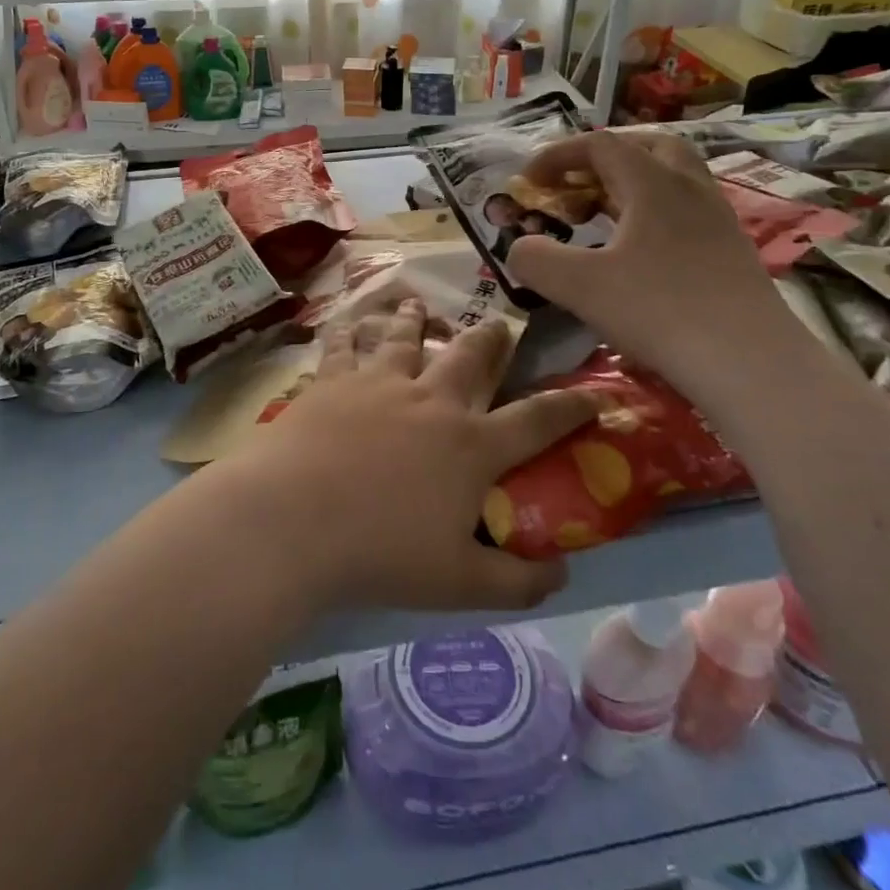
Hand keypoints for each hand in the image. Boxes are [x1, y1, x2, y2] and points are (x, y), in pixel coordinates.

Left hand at [214, 298, 597, 615]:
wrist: (294, 519)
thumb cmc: (381, 553)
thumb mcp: (460, 585)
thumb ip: (517, 582)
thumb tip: (561, 574)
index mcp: (471, 445)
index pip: (538, 419)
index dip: (572, 406)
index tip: (595, 393)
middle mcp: (431, 400)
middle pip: (469, 356)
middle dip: (491, 339)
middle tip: (498, 325)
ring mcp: (379, 383)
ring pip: (404, 337)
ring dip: (415, 319)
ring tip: (418, 304)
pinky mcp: (333, 380)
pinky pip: (344, 345)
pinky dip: (349, 330)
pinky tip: (347, 321)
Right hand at [506, 130, 792, 398]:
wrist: (749, 362)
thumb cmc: (658, 310)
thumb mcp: (579, 286)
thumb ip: (535, 260)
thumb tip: (520, 248)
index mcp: (652, 183)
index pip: (600, 145)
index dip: (558, 155)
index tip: (529, 180)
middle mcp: (690, 188)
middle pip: (647, 147)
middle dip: (604, 156)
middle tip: (576, 182)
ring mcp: (718, 218)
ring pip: (674, 177)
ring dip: (634, 183)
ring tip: (604, 214)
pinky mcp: (732, 251)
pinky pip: (688, 210)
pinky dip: (655, 213)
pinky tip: (640, 251)